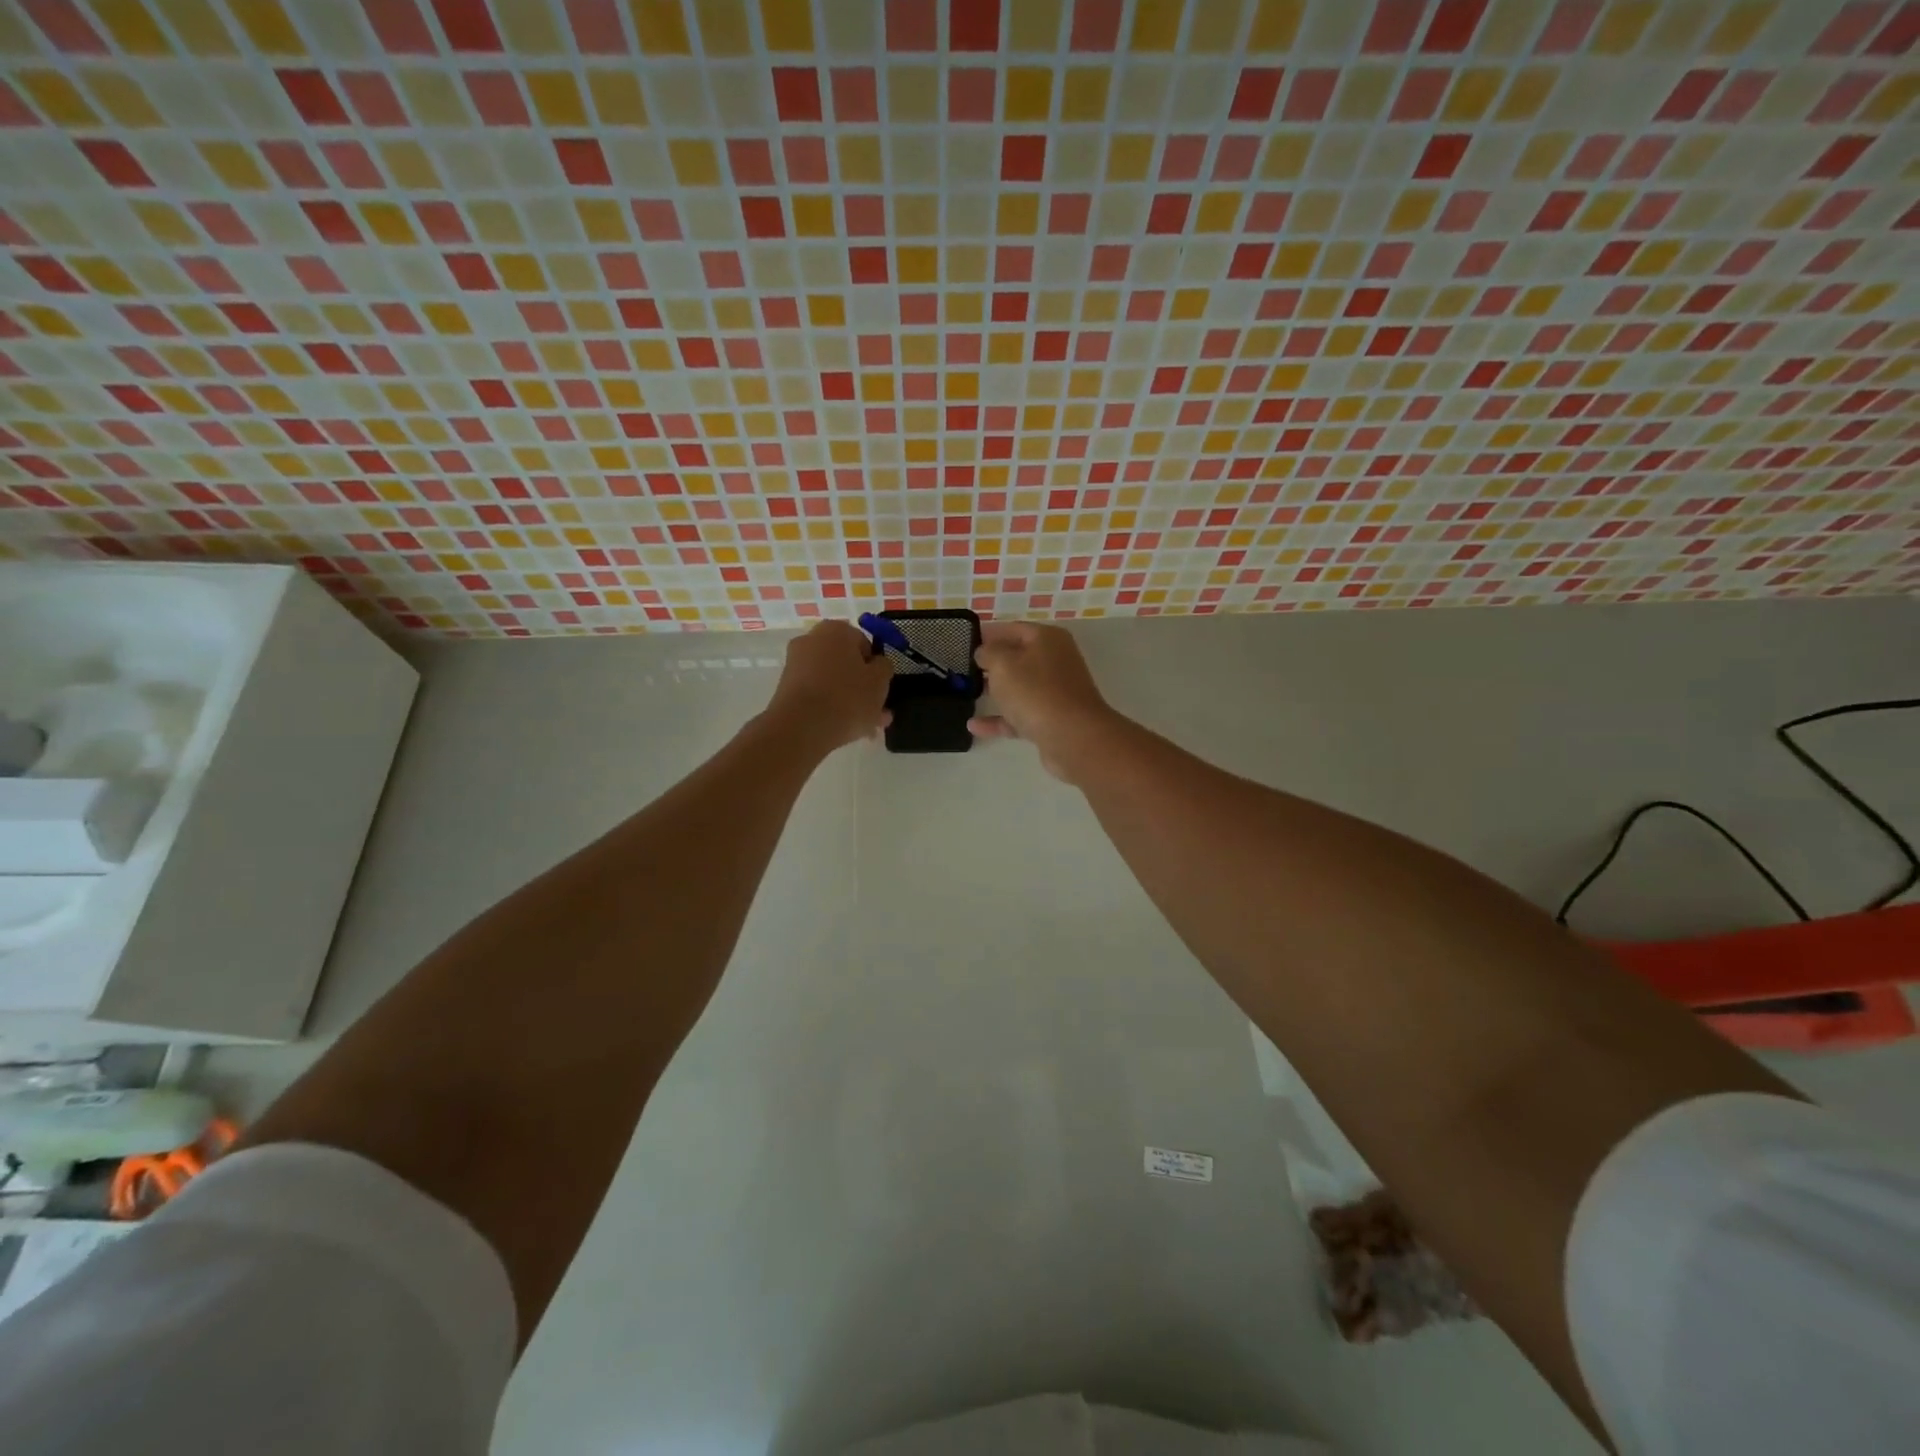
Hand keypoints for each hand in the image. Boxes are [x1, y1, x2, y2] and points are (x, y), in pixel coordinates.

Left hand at [766, 620, 892, 751]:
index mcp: (836, 630)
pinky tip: (845, 729)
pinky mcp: (786, 687)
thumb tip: (877, 664)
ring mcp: (795, 664)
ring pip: (832, 681)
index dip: (875, 667)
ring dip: (849, 700)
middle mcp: (812, 640)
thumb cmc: (847, 697)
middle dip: (862, 687)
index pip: (864, 643)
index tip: (881, 688)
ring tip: (865, 728)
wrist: (800, 727)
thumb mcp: (880, 681)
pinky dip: (830, 707)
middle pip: (846, 664)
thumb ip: (884, 667)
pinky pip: (817, 694)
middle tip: (876, 711)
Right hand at [969, 621, 1119, 781]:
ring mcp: (1054, 692)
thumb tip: (984, 652)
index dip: (987, 633)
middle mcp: (1054, 661)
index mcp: (1047, 639)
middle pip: (1017, 658)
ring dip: (994, 691)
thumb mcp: (1003, 664)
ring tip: (965, 694)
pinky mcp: (1051, 720)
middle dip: (990, 663)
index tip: (962, 641)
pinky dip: (999, 719)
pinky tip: (974, 726)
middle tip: (962, 669)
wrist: (1073, 737)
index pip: (1012, 629)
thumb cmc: (1036, 691)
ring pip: (1019, 688)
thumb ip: (988, 653)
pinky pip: (1019, 715)